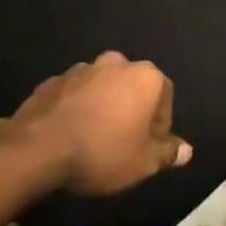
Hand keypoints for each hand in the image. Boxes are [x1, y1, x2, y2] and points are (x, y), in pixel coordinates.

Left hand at [12, 52, 191, 194]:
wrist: (38, 148)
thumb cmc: (102, 152)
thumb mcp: (143, 163)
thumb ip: (167, 153)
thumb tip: (187, 150)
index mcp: (145, 77)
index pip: (165, 96)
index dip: (160, 125)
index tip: (148, 148)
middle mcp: (117, 63)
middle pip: (133, 87)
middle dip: (132, 111)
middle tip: (123, 143)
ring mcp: (83, 68)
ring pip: (103, 88)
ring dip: (104, 107)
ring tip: (94, 139)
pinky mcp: (55, 79)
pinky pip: (76, 94)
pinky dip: (78, 108)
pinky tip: (71, 133)